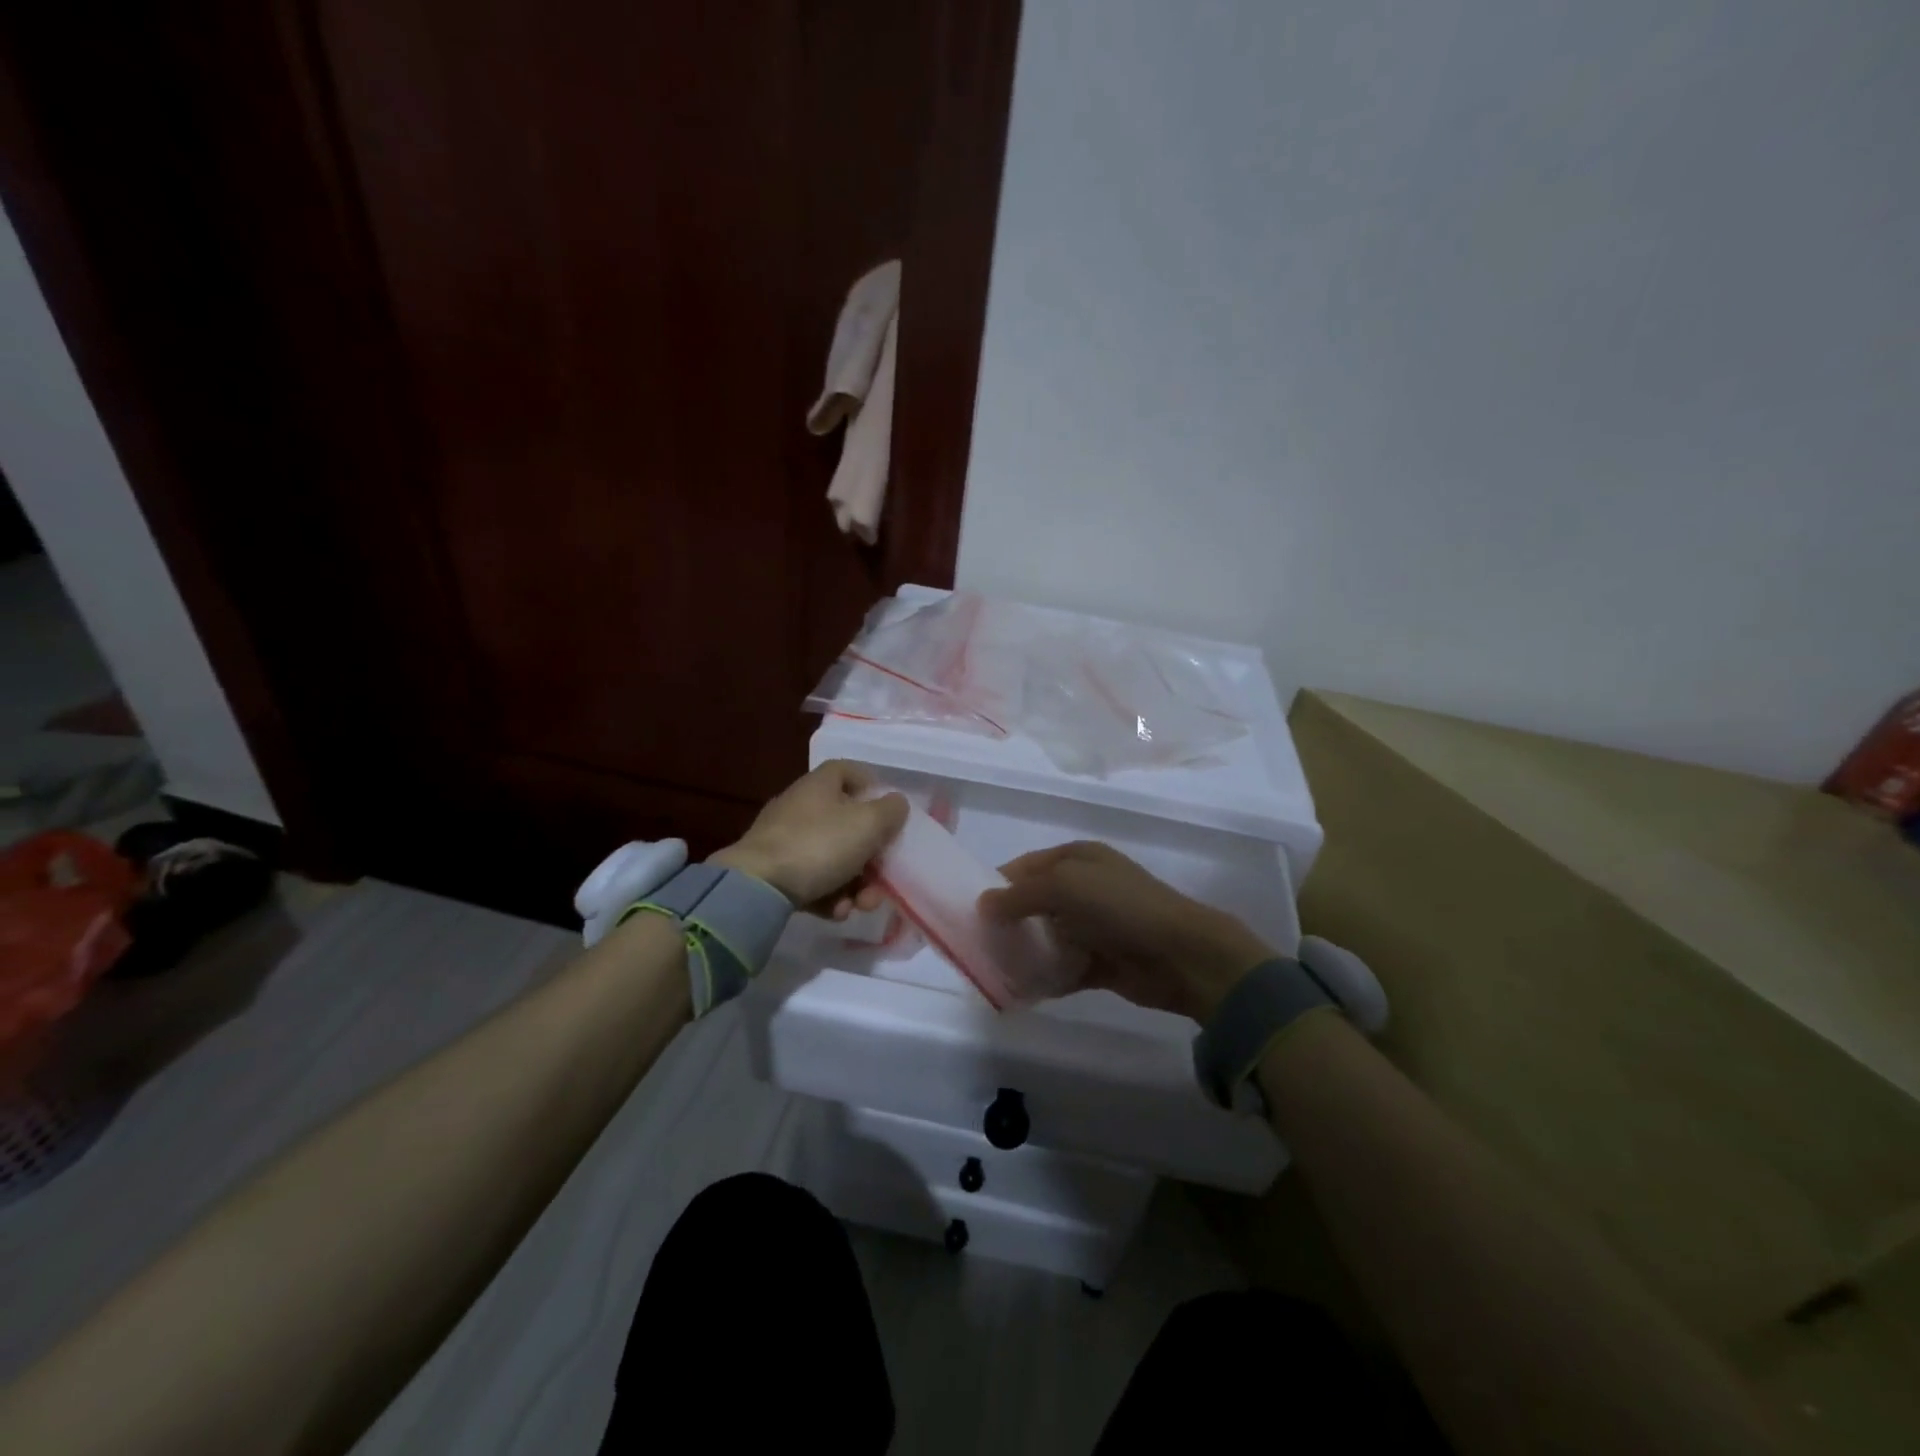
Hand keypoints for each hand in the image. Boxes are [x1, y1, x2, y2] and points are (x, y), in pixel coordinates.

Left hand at [710, 761, 908, 917]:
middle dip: (872, 856)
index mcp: (820, 785)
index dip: (872, 786)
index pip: (848, 771)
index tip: (890, 811)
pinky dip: (829, 896)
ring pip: (833, 858)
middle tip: (884, 878)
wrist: (756, 887)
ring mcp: (785, 840)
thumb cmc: (819, 844)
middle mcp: (801, 807)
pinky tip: (836, 912)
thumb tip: (896, 803)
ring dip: (855, 884)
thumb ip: (891, 811)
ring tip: (861, 905)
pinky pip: (812, 880)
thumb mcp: (868, 824)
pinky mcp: (774, 872)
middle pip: (846, 824)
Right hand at [979, 842, 1269, 1021]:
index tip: (970, 910)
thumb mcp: (1064, 886)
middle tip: (977, 943)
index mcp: (1077, 858)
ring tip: (992, 968)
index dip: (998, 885)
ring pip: (1047, 936)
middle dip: (1007, 921)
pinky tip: (1021, 989)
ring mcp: (1094, 926)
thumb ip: (1020, 896)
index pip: (1026, 867)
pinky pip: (1063, 967)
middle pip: (1034, 903)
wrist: (1181, 954)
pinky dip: (1045, 977)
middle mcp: (1084, 888)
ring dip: (1024, 951)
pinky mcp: (1101, 962)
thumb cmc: (1120, 907)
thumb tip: (982, 904)